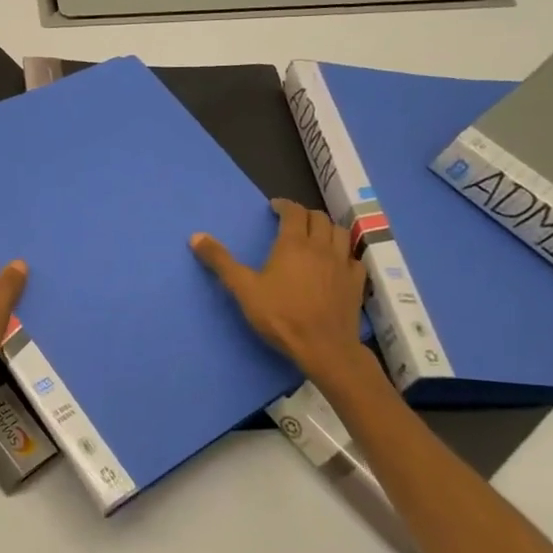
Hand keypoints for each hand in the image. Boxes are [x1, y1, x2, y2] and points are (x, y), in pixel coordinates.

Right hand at [191, 200, 376, 391]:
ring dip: (327, 228)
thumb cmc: (280, 315)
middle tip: (292, 221)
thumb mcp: (243, 288)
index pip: (293, 212)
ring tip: (316, 235)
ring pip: (340, 233)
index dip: (284, 205)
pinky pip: (353, 257)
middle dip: (304, 214)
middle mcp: (321, 247)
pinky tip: (337, 262)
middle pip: (319, 218)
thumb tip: (196, 236)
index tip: (275, 207)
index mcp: (293, 244)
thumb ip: (220, 261)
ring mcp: (343, 264)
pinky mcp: (356, 282)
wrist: (324, 347)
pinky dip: (344, 253)